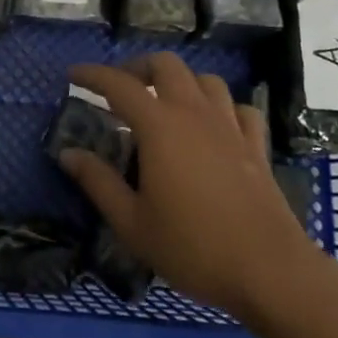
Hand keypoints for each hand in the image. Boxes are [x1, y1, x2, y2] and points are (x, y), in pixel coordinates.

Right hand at [60, 54, 315, 320]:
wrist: (269, 271)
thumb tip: (68, 153)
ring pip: (205, 80)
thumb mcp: (131, 222)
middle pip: (166, 66)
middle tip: (119, 90)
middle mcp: (195, 114)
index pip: (119, 85)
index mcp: (160, 127)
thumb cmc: (192, 247)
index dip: (92, 75)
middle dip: (138, 68)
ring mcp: (230, 127)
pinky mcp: (257, 146)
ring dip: (179, 82)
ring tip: (163, 104)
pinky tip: (212, 125)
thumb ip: (97, 182)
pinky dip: (219, 106)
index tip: (72, 76)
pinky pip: (238, 108)